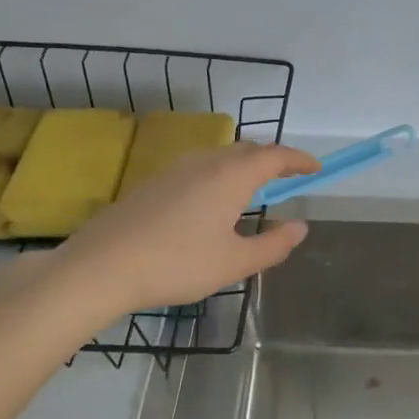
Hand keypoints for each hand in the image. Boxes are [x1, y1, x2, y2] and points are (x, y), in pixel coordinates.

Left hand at [48, 141, 319, 321]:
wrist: (102, 267)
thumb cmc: (178, 264)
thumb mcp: (234, 263)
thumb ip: (273, 245)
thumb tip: (299, 227)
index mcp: (231, 177)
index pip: (275, 156)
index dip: (299, 160)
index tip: (317, 168)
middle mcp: (205, 163)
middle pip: (247, 150)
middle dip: (273, 160)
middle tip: (289, 176)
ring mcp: (175, 170)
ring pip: (220, 157)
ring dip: (245, 165)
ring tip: (255, 187)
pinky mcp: (153, 184)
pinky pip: (199, 167)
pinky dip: (221, 174)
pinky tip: (213, 201)